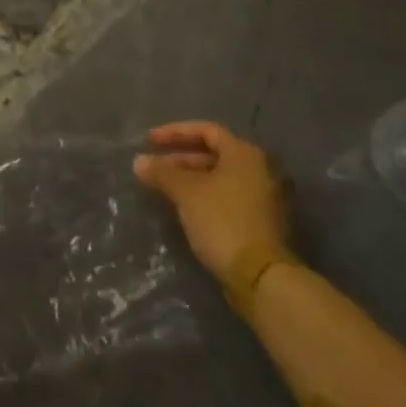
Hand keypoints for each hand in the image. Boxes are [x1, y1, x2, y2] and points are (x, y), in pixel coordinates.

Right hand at [134, 121, 289, 281]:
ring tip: (163, 188)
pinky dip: (206, 196)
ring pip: (221, 177)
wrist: (262, 276)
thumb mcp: (186, 193)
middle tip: (154, 168)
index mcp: (245, 154)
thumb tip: (139, 161)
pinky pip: (229, 197)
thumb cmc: (223, 221)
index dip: (174, 133)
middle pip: (215, 154)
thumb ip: (162, 173)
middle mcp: (261, 169)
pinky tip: (185, 207)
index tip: (149, 141)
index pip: (206, 130)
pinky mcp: (264, 221)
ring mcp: (266, 197)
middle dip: (180, 159)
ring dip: (191, 179)